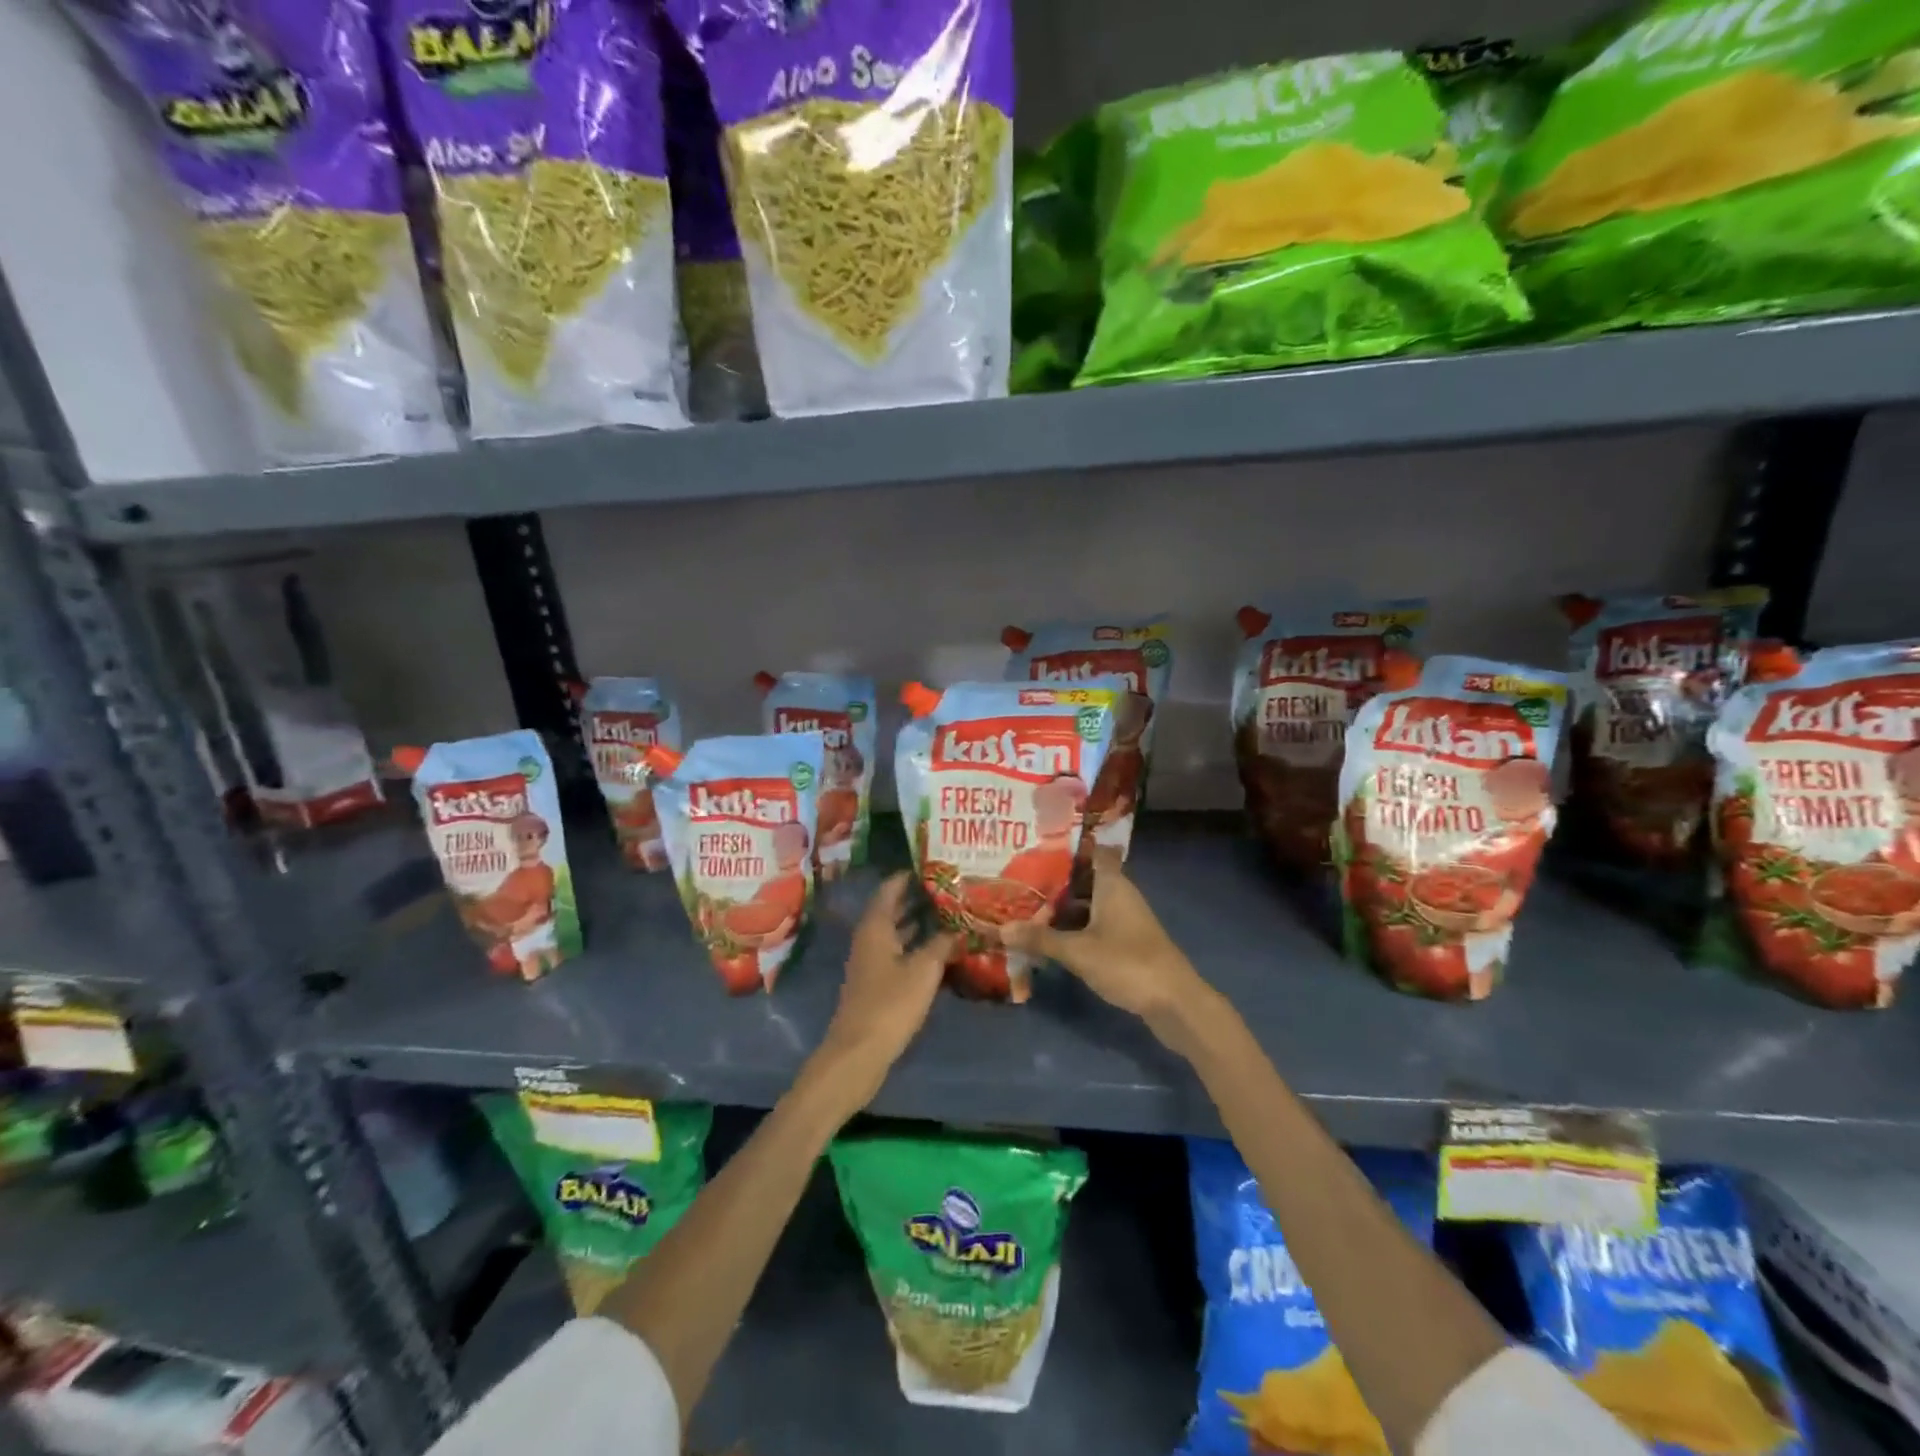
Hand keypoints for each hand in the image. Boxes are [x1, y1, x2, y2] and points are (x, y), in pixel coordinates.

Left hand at [808, 874, 954, 1114]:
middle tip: (950, 888)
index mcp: (875, 927)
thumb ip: (942, 945)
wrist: (859, 1053)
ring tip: (951, 914)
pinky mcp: (877, 984)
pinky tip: (940, 951)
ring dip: (919, 924)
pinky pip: (899, 953)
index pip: (890, 889)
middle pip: (893, 910)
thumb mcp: (923, 970)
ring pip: (897, 933)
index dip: (909, 876)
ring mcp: (871, 962)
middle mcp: (870, 939)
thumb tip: (958, 929)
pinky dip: (917, 947)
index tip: (933, 865)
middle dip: (919, 899)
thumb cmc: (890, 1004)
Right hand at [1000, 848, 1206, 1027]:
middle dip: (1054, 883)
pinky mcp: (1127, 943)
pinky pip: (1094, 926)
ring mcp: (1125, 920)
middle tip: (1018, 882)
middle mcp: (1120, 895)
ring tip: (1025, 909)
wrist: (1175, 1002)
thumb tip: (1000, 929)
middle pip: (1085, 880)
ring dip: (1062, 909)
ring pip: (1088, 905)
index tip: (1038, 847)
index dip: (1070, 847)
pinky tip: (1050, 939)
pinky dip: (1074, 929)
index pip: (1093, 852)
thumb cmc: (1127, 963)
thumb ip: (1040, 939)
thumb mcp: (1078, 951)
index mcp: (1112, 884)